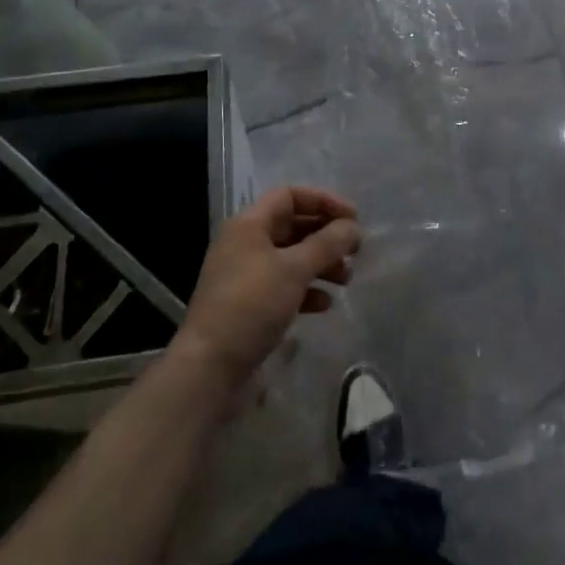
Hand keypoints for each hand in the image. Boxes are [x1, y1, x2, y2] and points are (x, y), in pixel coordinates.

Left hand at [172, 186, 360, 395]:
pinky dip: (306, 290)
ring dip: (320, 263)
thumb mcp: (294, 270)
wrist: (209, 368)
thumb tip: (353, 227)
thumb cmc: (251, 306)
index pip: (290, 195)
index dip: (323, 201)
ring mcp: (246, 275)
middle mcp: (245, 244)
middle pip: (293, 226)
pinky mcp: (249, 305)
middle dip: (326, 235)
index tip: (353, 219)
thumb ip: (327, 244)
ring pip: (291, 257)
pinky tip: (324, 304)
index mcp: (249, 225)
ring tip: (346, 279)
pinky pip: (284, 286)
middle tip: (355, 251)